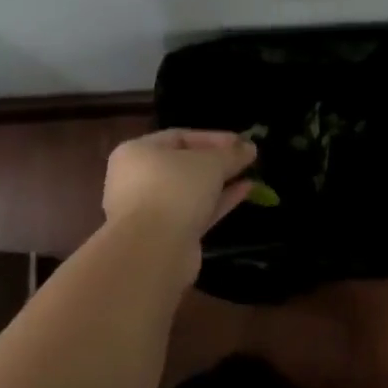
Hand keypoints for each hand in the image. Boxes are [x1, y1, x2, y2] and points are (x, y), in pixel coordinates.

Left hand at [102, 128, 257, 251]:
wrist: (153, 250)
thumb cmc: (175, 190)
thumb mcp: (209, 163)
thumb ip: (231, 153)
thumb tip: (249, 147)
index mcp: (137, 152)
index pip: (179, 137)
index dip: (213, 138)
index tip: (242, 142)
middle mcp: (138, 179)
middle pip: (183, 164)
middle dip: (217, 161)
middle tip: (246, 158)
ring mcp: (151, 210)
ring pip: (190, 190)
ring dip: (219, 182)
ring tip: (250, 174)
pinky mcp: (167, 235)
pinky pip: (195, 211)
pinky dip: (218, 202)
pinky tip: (245, 192)